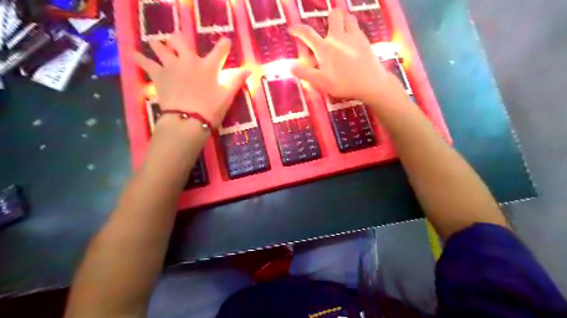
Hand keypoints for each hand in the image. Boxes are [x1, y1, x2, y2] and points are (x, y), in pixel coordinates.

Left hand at [134, 35, 248, 127]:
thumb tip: (249, 70)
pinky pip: (145, 62)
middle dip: (180, 39)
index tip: (226, 41)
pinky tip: (133, 53)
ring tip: (157, 43)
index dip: (224, 45)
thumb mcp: (227, 96)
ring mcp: (171, 66)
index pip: (220, 50)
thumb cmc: (211, 109)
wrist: (188, 120)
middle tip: (179, 42)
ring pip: (160, 46)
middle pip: (181, 41)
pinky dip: (139, 57)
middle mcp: (189, 60)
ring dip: (159, 44)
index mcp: (208, 66)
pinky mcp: (158, 75)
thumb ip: (236, 81)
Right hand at [290, 9, 404, 105]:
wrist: (370, 83)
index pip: (308, 34)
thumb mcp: (321, 82)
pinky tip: (353, 38)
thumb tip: (290, 67)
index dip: (298, 30)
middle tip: (329, 27)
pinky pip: (358, 26)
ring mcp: (353, 36)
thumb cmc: (344, 83)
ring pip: (348, 17)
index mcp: (325, 48)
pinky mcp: (365, 40)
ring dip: (343, 20)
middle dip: (330, 17)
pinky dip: (353, 28)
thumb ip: (305, 73)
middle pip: (333, 15)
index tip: (292, 29)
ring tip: (342, 30)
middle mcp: (338, 37)